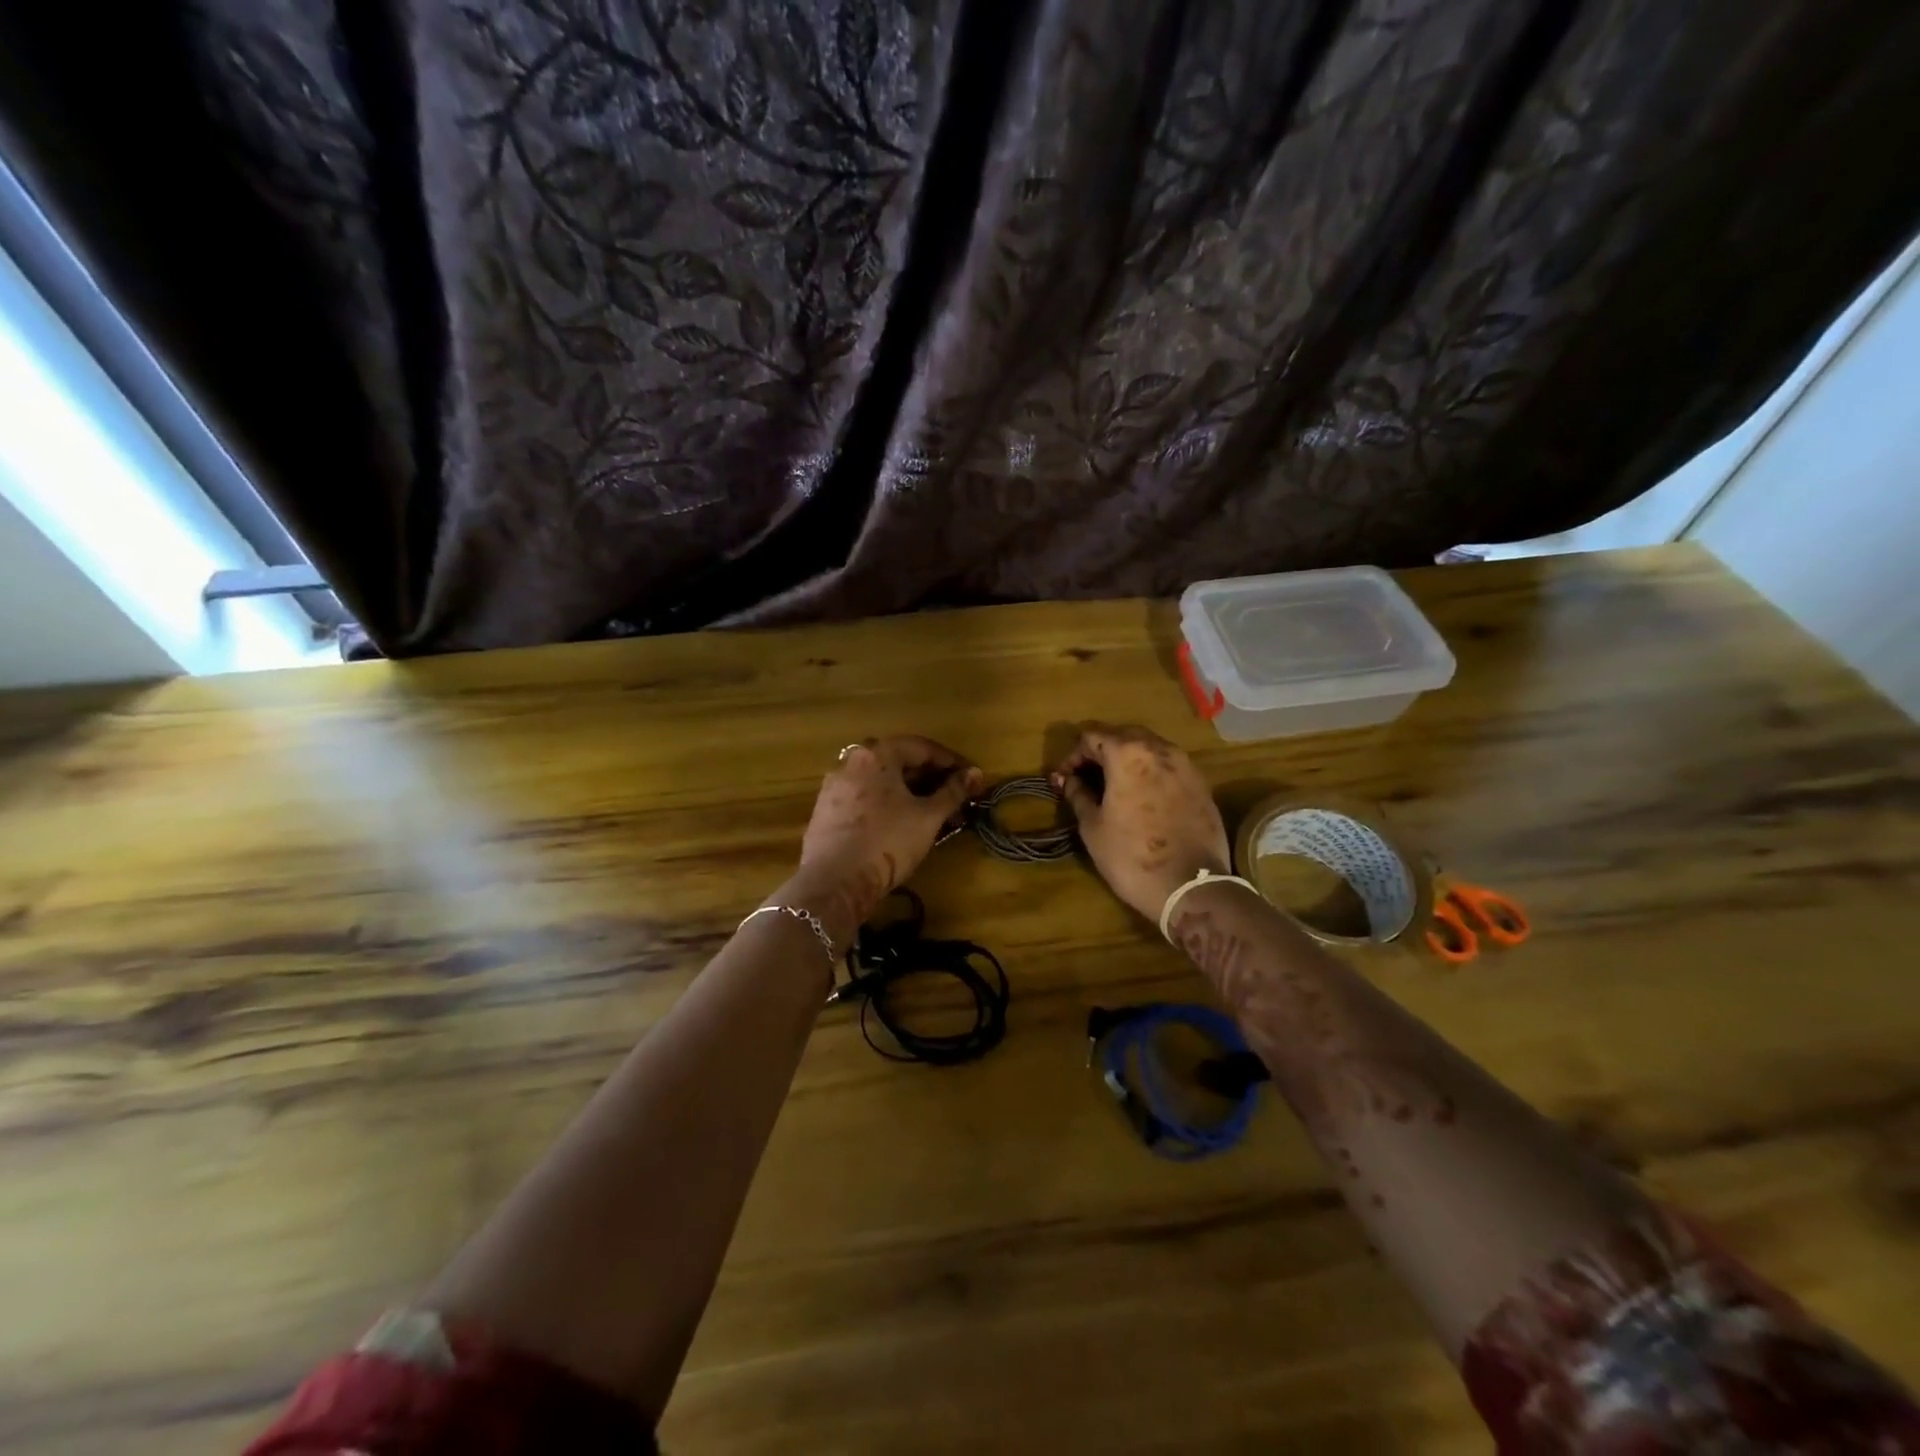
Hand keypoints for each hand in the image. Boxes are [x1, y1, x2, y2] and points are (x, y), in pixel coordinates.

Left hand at [788, 735, 982, 944]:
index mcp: (876, 754)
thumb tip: (975, 774)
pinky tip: (900, 824)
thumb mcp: (928, 817)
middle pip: (898, 761)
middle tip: (954, 797)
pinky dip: (886, 804)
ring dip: (908, 792)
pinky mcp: (825, 812)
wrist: (834, 882)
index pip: (921, 747)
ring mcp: (834, 787)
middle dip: (930, 778)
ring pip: (880, 781)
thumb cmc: (887, 841)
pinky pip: (864, 798)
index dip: (951, 761)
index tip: (971, 779)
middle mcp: (851, 762)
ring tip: (931, 814)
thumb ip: (953, 792)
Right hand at [1051, 722, 1228, 921]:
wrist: (1191, 888)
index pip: (1091, 736)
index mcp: (1127, 753)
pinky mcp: (1202, 784)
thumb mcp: (1093, 827)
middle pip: (1122, 735)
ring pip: (1149, 748)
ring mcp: (1186, 765)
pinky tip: (1143, 797)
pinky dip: (1151, 772)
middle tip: (1086, 778)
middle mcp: (1159, 749)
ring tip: (1114, 786)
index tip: (1063, 779)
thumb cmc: (1131, 856)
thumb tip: (1068, 780)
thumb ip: (1078, 795)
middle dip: (1101, 751)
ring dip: (1127, 759)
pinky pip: (1169, 766)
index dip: (1072, 756)